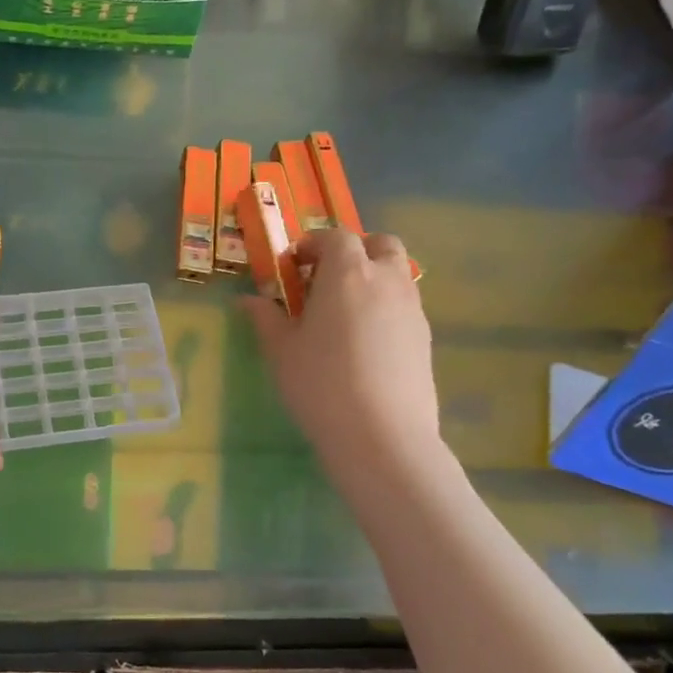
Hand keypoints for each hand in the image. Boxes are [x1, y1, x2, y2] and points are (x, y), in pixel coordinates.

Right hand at [244, 229, 442, 478]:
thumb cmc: (320, 383)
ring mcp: (412, 308)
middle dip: (354, 251)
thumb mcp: (280, 350)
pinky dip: (385, 307)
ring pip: (397, 273)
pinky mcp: (425, 338)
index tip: (293, 266)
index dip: (312, 245)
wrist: (381, 435)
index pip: (335, 237)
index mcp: (347, 273)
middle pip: (380, 244)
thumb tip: (247, 300)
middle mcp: (386, 280)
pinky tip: (364, 343)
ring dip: (372, 277)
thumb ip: (265, 317)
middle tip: (326, 280)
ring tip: (344, 313)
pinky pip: (405, 305)